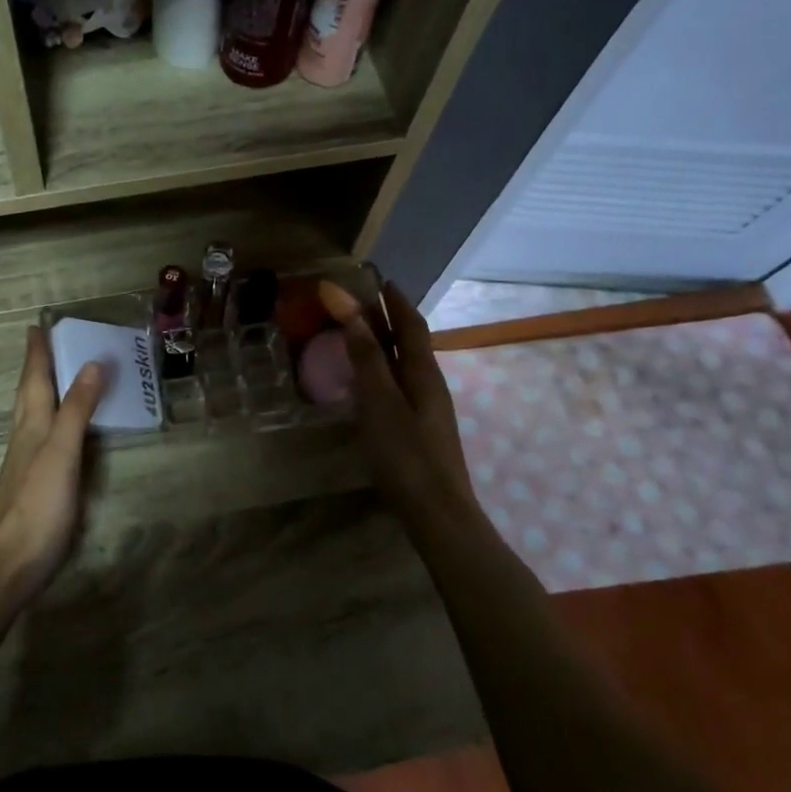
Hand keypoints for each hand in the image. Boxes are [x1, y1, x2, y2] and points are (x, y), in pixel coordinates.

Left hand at [0, 326, 108, 608]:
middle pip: (29, 392)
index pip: (33, 378)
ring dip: (43, 389)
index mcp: (31, 424)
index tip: (37, 324)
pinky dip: (53, 418)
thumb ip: (77, 410)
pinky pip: (44, 435)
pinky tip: (59, 429)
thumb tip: (93, 363)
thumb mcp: (61, 453)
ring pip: (33, 413)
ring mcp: (26, 461)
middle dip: (37, 365)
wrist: (8, 565)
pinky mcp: (34, 483)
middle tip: (46, 341)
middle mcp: (25, 436)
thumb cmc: (36, 506)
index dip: (36, 352)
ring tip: (56, 374)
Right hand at [321, 280, 477, 526]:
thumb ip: (366, 358)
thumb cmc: (405, 454)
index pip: (410, 324)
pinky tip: (369, 382)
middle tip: (362, 302)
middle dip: (389, 318)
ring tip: (360, 335)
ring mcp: (428, 408)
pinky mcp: (420, 428)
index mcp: (422, 372)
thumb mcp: (379, 402)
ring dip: (385, 343)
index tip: (378, 279)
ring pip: (405, 363)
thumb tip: (353, 312)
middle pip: (410, 341)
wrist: (438, 512)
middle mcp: (430, 384)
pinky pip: (400, 383)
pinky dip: (383, 368)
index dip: (394, 300)